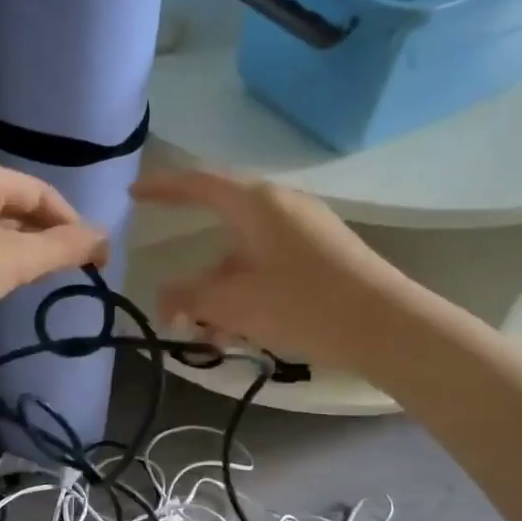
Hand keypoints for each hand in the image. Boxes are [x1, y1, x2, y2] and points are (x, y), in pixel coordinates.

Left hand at [0, 157, 107, 365]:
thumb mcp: (15, 259)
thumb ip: (64, 247)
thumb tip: (106, 237)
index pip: (40, 192)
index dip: (72, 223)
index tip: (97, 258)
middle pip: (15, 206)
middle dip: (45, 237)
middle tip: (70, 271)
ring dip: (20, 251)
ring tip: (39, 280)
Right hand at [131, 167, 420, 370]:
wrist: (386, 326)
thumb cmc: (301, 303)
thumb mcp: (232, 303)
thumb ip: (188, 299)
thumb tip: (165, 301)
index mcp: (255, 203)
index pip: (198, 182)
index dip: (162, 186)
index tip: (134, 192)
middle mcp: (280, 206)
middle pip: (221, 229)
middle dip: (196, 275)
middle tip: (179, 305)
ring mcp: (305, 230)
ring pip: (244, 257)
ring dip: (221, 294)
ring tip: (213, 338)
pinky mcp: (323, 254)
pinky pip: (268, 266)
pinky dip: (247, 293)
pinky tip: (243, 334)